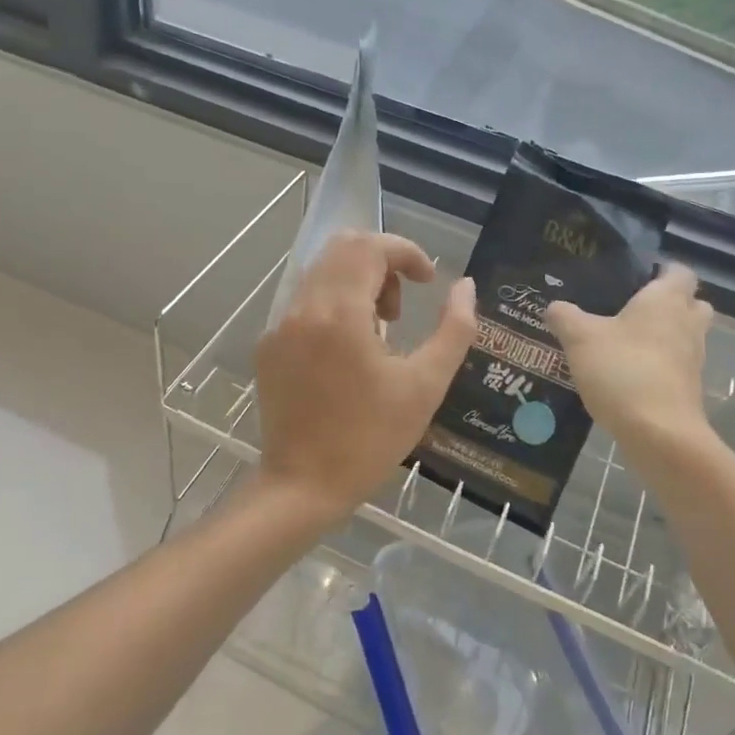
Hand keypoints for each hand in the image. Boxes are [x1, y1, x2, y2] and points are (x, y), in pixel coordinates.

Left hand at [255, 232, 475, 523]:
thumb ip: (455, 329)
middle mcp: (303, 306)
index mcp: (340, 312)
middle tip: (400, 309)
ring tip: (379, 331)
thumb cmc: (370, 439)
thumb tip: (465, 286)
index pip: (371, 247)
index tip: (429, 281)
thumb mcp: (426, 385)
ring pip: (322, 271)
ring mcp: (279, 325)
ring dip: (357, 282)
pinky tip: (348, 351)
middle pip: (343, 249)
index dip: (407, 252)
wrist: (302, 487)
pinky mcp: (268, 345)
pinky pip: (304, 301)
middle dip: (382, 263)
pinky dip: (333, 303)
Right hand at [545, 264, 712, 458]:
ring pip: (686, 336)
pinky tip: (629, 374)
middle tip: (634, 309)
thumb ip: (565, 316)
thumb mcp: (580, 339)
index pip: (680, 271)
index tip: (636, 277)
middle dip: (670, 303)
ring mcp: (694, 359)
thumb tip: (554, 306)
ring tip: (626, 342)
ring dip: (665, 337)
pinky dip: (660, 366)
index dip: (662, 270)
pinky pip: (678, 366)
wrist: (659, 434)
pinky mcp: (690, 389)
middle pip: (692, 303)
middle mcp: (687, 324)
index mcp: (666, 300)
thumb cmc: (622, 370)